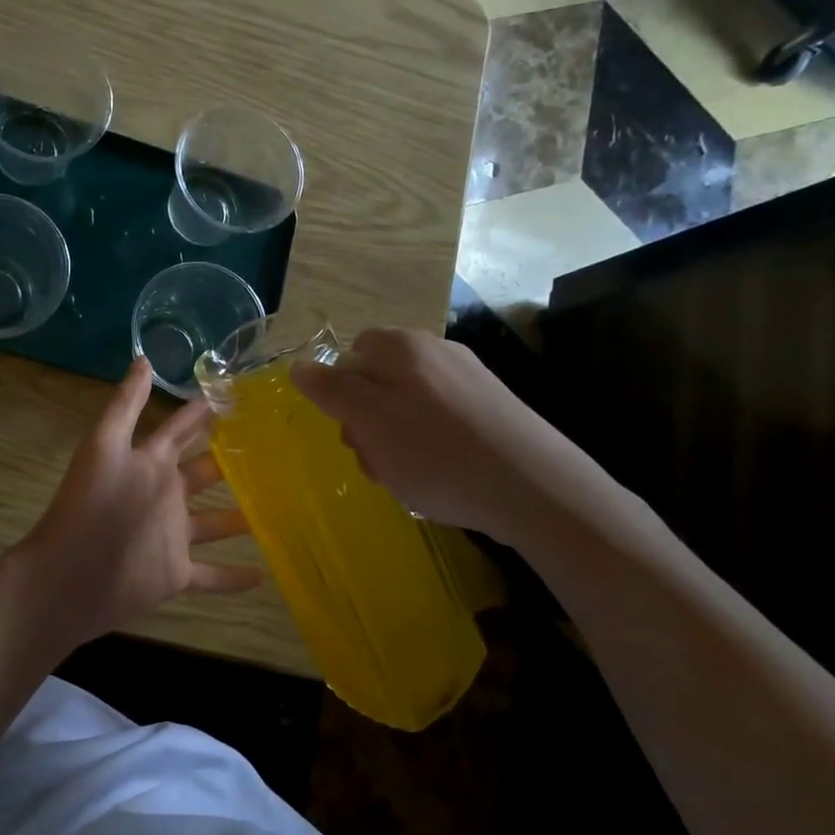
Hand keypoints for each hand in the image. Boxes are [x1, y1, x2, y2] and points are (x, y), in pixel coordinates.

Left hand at [15, 359, 261, 651]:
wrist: (71, 575)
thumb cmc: (91, 505)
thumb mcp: (105, 445)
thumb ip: (126, 405)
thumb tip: (144, 358)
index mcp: (150, 463)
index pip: (181, 430)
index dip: (203, 412)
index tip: (238, 394)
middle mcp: (164, 495)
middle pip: (204, 473)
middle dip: (231, 460)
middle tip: (274, 448)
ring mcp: (172, 536)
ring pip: (214, 523)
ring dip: (240, 517)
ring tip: (280, 506)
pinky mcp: (176, 573)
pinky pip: (212, 576)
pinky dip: (234, 577)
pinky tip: (265, 574)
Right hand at [290, 328, 586, 548]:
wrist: (535, 488)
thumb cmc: (436, 453)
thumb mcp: (369, 421)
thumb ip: (330, 390)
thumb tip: (299, 364)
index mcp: (402, 347)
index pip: (351, 354)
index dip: (341, 392)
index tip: (350, 429)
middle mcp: (437, 351)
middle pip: (379, 381)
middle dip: (367, 422)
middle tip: (376, 461)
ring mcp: (470, 378)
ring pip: (409, 406)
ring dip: (396, 440)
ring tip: (409, 477)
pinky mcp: (493, 408)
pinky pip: (442, 421)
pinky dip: (431, 446)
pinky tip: (441, 476)